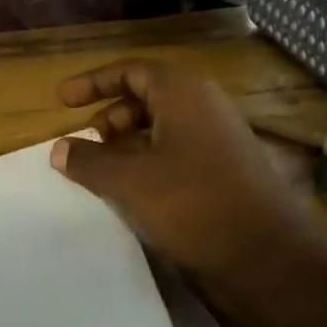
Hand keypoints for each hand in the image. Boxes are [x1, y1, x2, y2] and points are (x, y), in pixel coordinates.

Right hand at [49, 59, 309, 278]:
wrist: (267, 256)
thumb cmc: (192, 204)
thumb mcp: (128, 180)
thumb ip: (88, 160)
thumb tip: (59, 147)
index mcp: (183, 94)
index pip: (131, 71)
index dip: (93, 82)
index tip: (63, 101)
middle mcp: (204, 109)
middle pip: (146, 98)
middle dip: (109, 116)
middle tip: (84, 143)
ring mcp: (218, 141)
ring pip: (161, 129)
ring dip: (126, 144)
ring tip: (101, 171)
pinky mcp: (224, 172)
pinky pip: (176, 154)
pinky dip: (147, 163)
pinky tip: (131, 192)